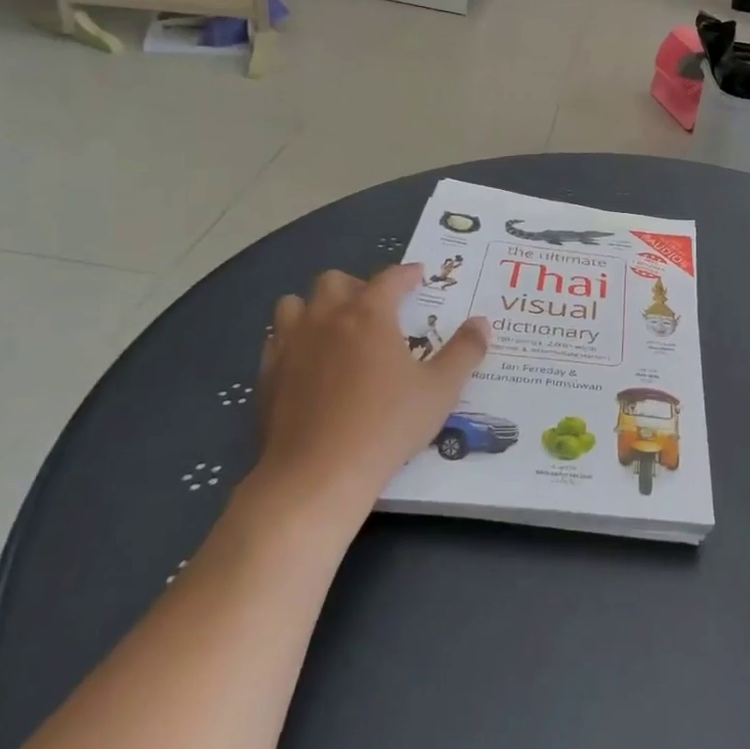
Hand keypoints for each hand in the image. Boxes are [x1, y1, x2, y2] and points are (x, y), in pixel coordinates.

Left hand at [253, 265, 488, 518]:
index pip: (389, 278)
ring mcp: (290, 346)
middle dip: (357, 286)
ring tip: (336, 329)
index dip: (406, 274)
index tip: (418, 276)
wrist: (317, 474)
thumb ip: (465, 351)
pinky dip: (293, 340)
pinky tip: (309, 362)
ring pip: (294, 304)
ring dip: (316, 308)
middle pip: (333, 281)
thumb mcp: (441, 389)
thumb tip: (482, 323)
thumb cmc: (387, 424)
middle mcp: (326, 319)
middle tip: (377, 307)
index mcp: (370, 314)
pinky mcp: (267, 376)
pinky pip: (276, 341)